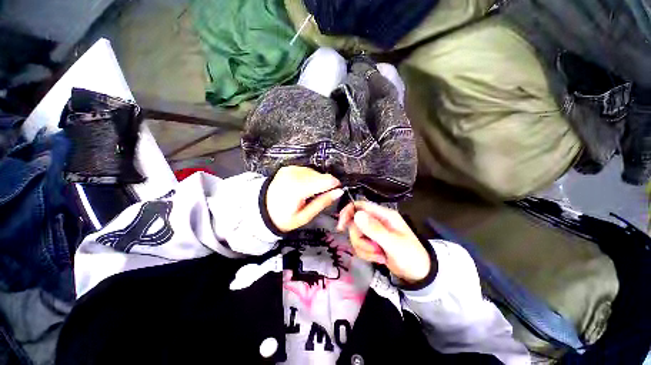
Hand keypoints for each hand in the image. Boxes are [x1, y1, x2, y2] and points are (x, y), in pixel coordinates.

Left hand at [266, 166, 342, 232]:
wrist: (261, 209)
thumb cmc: (283, 217)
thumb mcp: (304, 216)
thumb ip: (322, 202)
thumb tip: (339, 192)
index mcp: (298, 187)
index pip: (326, 180)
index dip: (334, 186)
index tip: (336, 192)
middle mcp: (295, 174)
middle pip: (321, 176)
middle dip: (324, 186)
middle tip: (317, 198)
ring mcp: (291, 169)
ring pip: (315, 172)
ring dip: (316, 182)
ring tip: (307, 194)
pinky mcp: (290, 167)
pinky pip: (307, 171)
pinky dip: (308, 179)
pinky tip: (302, 188)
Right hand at [337, 201, 430, 282]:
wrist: (418, 275)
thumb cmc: (411, 257)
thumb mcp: (394, 244)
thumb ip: (375, 230)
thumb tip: (356, 215)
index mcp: (384, 215)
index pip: (361, 205)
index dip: (348, 212)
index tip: (341, 226)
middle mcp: (377, 220)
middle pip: (355, 223)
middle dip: (360, 240)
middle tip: (374, 250)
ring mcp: (374, 231)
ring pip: (356, 235)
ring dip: (364, 249)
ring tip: (379, 256)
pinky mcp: (372, 241)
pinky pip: (359, 244)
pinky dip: (366, 254)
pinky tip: (378, 259)